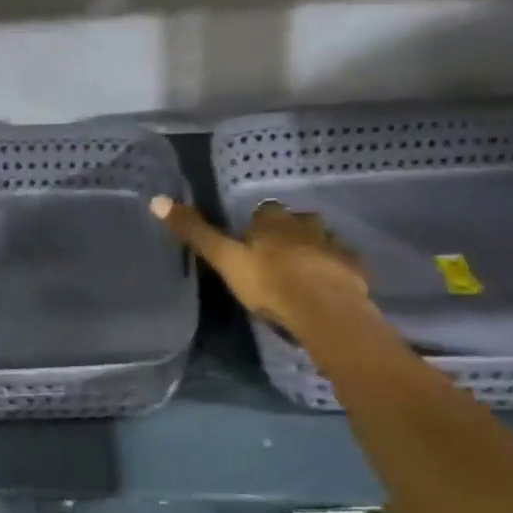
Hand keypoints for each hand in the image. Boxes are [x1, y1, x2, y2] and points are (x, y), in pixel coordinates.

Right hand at [150, 195, 377, 344]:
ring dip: (313, 252)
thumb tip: (157, 200)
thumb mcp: (225, 260)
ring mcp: (334, 245)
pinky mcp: (355, 268)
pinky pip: (344, 264)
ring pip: (321, 241)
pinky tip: (329, 289)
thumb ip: (195, 233)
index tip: (250, 246)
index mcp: (273, 220)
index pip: (263, 212)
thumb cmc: (269, 284)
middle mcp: (306, 224)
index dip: (257, 227)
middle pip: (295, 223)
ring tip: (303, 276)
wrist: (325, 312)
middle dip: (287, 236)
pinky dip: (336, 271)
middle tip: (276, 262)